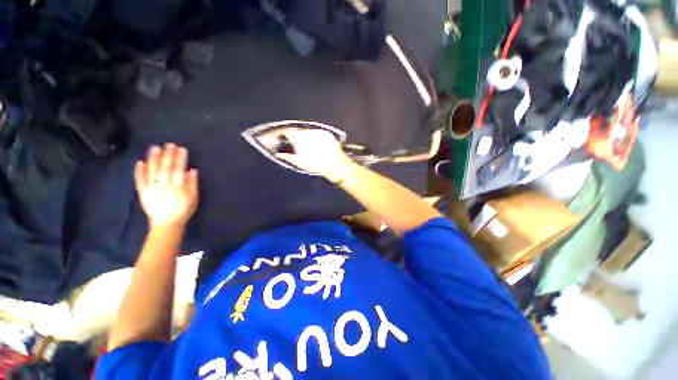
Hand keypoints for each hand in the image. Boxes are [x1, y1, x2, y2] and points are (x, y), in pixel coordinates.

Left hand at [135, 144, 198, 228]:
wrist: (167, 224)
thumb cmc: (183, 210)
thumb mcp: (193, 198)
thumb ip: (192, 184)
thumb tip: (192, 170)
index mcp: (177, 186)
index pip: (178, 168)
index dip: (180, 158)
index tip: (181, 149)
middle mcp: (163, 184)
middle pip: (164, 167)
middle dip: (167, 155)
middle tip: (169, 144)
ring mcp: (151, 188)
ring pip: (151, 170)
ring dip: (153, 158)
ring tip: (154, 148)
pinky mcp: (143, 192)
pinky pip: (139, 180)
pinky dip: (139, 171)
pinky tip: (139, 162)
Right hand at [275, 129, 353, 182]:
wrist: (336, 166)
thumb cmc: (317, 166)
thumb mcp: (300, 163)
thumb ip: (287, 156)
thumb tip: (279, 154)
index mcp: (299, 139)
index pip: (288, 132)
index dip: (284, 135)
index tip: (284, 139)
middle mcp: (308, 132)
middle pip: (298, 131)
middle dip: (297, 137)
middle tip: (298, 146)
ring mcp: (318, 132)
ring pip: (308, 132)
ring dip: (307, 137)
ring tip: (311, 148)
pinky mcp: (327, 133)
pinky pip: (318, 133)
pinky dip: (316, 137)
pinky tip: (319, 146)